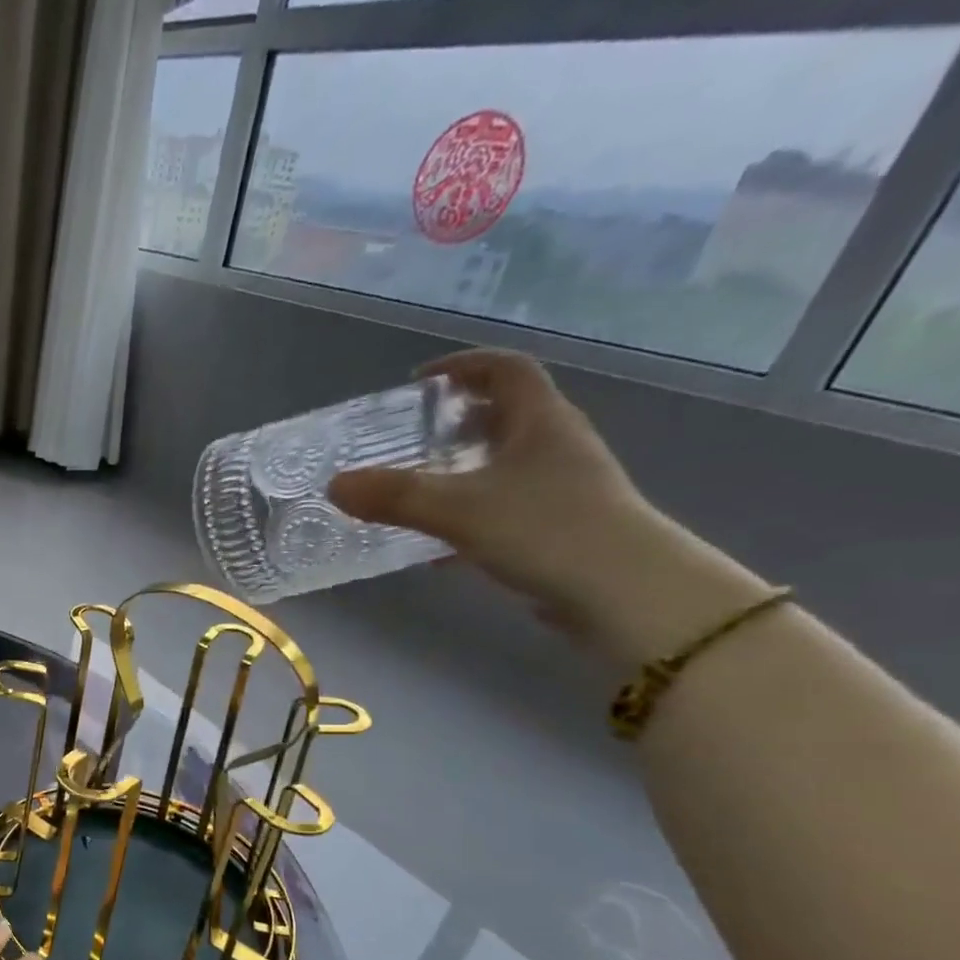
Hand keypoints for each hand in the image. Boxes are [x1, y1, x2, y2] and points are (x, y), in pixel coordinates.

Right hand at [330, 348, 663, 633]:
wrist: (624, 593)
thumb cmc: (546, 530)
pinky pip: (504, 506)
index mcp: (541, 421)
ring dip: (461, 469)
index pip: (506, 369)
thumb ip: (395, 496)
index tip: (418, 383)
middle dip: (456, 420)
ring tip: (416, 488)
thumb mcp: (458, 509)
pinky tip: (439, 544)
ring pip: (503, 464)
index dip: (463, 366)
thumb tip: (334, 485)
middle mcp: (556, 445)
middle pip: (506, 415)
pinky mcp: (558, 528)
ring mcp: (561, 488)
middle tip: (410, 438)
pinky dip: (469, 513)